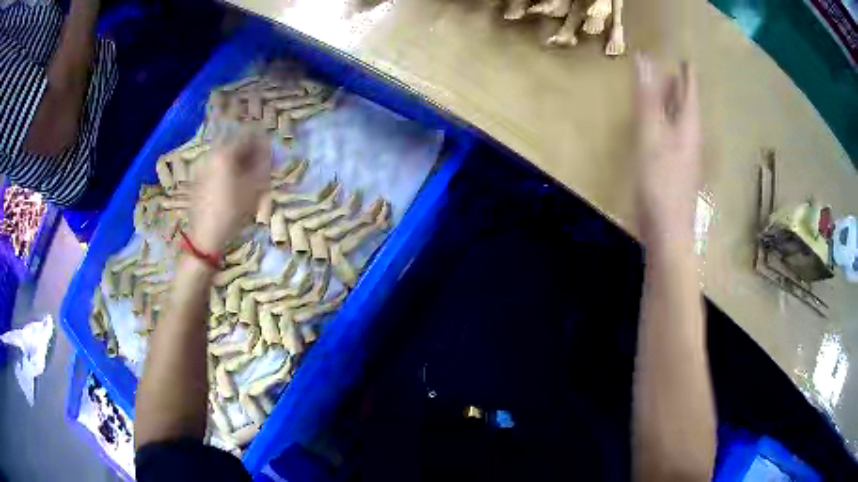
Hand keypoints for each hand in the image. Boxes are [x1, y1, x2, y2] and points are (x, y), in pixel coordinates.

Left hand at [190, 136, 270, 253]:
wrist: (205, 237)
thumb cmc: (232, 212)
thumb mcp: (254, 188)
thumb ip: (263, 164)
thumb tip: (268, 150)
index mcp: (224, 153)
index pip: (248, 136)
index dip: (262, 142)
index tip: (271, 153)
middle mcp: (211, 155)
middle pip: (234, 145)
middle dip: (249, 153)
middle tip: (261, 167)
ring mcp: (201, 167)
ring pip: (225, 157)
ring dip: (238, 163)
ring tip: (248, 179)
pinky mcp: (197, 180)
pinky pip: (216, 167)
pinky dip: (227, 171)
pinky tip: (233, 187)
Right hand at [633, 54, 700, 245]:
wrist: (667, 232)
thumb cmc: (661, 182)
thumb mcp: (652, 135)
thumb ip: (648, 99)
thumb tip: (645, 59)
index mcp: (688, 128)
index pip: (689, 94)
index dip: (687, 76)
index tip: (687, 59)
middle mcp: (689, 140)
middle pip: (687, 108)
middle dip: (682, 89)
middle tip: (676, 71)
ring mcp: (683, 158)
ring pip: (680, 124)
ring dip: (674, 106)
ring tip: (668, 92)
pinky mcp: (674, 173)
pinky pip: (672, 138)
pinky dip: (667, 125)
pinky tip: (661, 128)